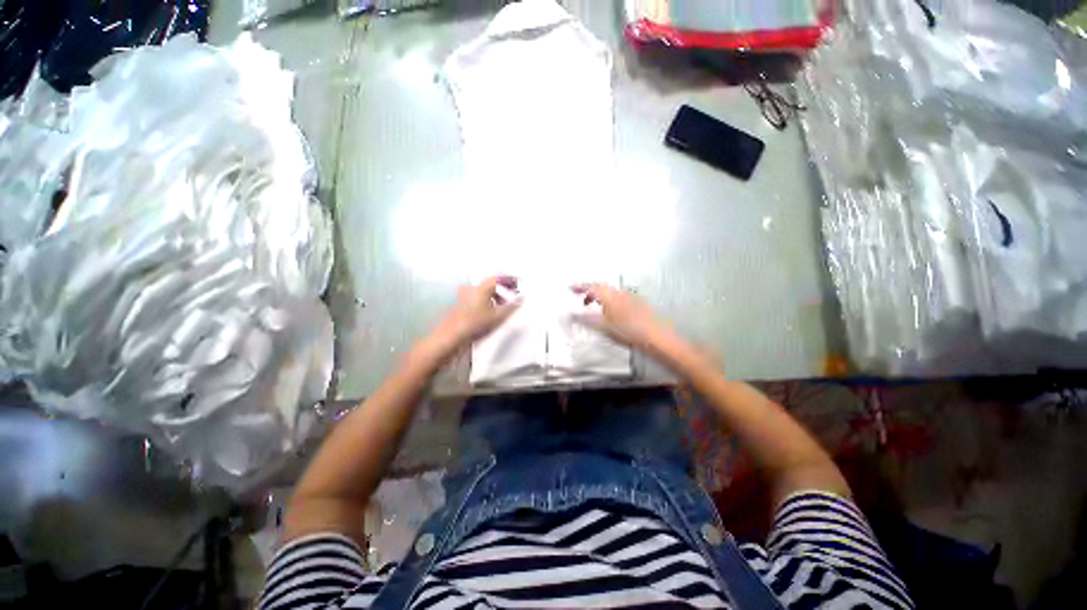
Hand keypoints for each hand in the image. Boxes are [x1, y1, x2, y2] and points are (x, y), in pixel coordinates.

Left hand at [421, 276, 520, 361]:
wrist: (453, 335)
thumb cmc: (476, 323)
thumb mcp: (498, 316)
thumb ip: (511, 306)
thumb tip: (520, 299)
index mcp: (482, 288)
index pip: (498, 278)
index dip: (509, 279)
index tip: (517, 283)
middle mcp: (473, 289)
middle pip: (491, 284)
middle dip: (503, 288)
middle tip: (512, 295)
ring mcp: (465, 297)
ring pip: (484, 292)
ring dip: (495, 295)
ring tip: (502, 306)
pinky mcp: (462, 306)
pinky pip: (478, 298)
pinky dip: (487, 301)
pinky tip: (490, 312)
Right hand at [573, 284, 671, 352]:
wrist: (654, 335)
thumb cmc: (628, 330)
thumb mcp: (603, 326)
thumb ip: (587, 318)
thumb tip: (573, 314)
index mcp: (609, 296)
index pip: (591, 287)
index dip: (580, 287)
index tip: (571, 287)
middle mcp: (619, 292)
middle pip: (600, 287)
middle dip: (589, 291)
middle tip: (581, 298)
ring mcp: (629, 296)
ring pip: (610, 292)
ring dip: (600, 296)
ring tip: (594, 306)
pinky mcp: (637, 302)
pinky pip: (618, 297)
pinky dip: (609, 300)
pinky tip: (610, 311)